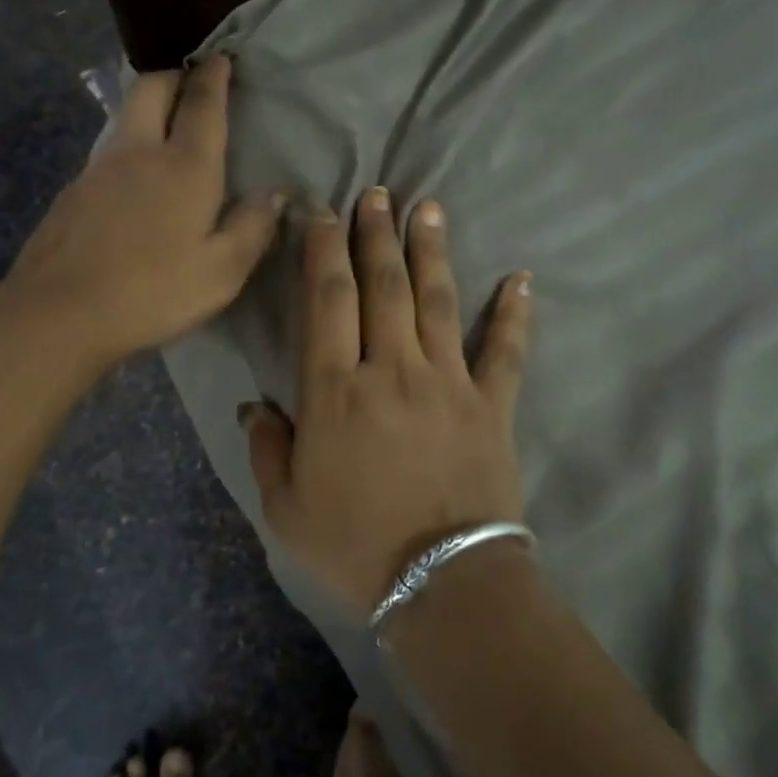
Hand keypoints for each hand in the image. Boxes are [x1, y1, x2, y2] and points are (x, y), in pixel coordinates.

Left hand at [7, 57, 284, 367]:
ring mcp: (97, 170)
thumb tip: (274, 194)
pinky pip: (106, 156)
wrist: (60, 311)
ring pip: (124, 120)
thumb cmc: (153, 292)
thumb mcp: (222, 272)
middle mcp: (139, 153)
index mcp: (184, 167)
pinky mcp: (72, 193)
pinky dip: (127, 153)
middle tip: (191, 85)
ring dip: (147, 112)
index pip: (203, 105)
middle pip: (151, 89)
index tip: (222, 58)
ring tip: (165, 135)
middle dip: (174, 77)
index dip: (215, 77)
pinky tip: (132, 188)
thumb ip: (253, 229)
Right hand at [242, 187, 531, 615]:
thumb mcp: (285, 507)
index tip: (322, 214)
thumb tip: (255, 405)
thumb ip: (267, 448)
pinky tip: (521, 279)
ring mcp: (448, 383)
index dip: (322, 251)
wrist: (442, 583)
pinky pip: (506, 350)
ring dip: (430, 251)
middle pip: (383, 286)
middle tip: (376, 193)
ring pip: (437, 301)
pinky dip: (515, 314)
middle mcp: (391, 370)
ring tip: (426, 207)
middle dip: (375, 235)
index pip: (326, 301)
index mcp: (335, 391)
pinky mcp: (492, 405)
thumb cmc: (355, 546)